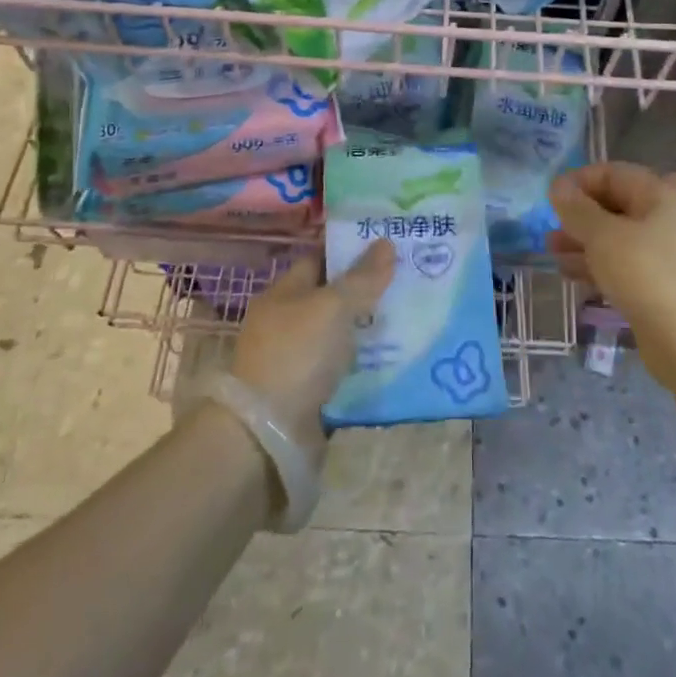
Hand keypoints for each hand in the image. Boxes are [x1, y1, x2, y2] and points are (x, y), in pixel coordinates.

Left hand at [230, 241, 395, 460]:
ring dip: (367, 329)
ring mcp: (295, 359)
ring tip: (408, 318)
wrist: (267, 434)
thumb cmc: (296, 354)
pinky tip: (393, 357)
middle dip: (365, 290)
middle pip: (331, 297)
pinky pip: (341, 367)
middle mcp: (286, 322)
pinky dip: (363, 362)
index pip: (319, 259)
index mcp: (283, 293)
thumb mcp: (333, 307)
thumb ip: (362, 277)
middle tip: (406, 281)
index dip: (349, 251)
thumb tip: (385, 242)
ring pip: (338, 333)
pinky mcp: (307, 392)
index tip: (386, 247)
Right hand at [548, 163, 675, 386]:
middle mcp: (664, 218)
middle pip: (614, 204)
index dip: (579, 180)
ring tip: (550, 250)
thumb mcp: (603, 235)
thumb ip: (577, 208)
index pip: (613, 173)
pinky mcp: (657, 284)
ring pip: (615, 236)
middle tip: (549, 225)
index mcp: (659, 195)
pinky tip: (568, 273)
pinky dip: (595, 264)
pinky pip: (620, 263)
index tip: (551, 197)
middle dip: (578, 213)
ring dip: (582, 240)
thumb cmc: (644, 273)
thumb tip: (558, 186)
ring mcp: (662, 253)